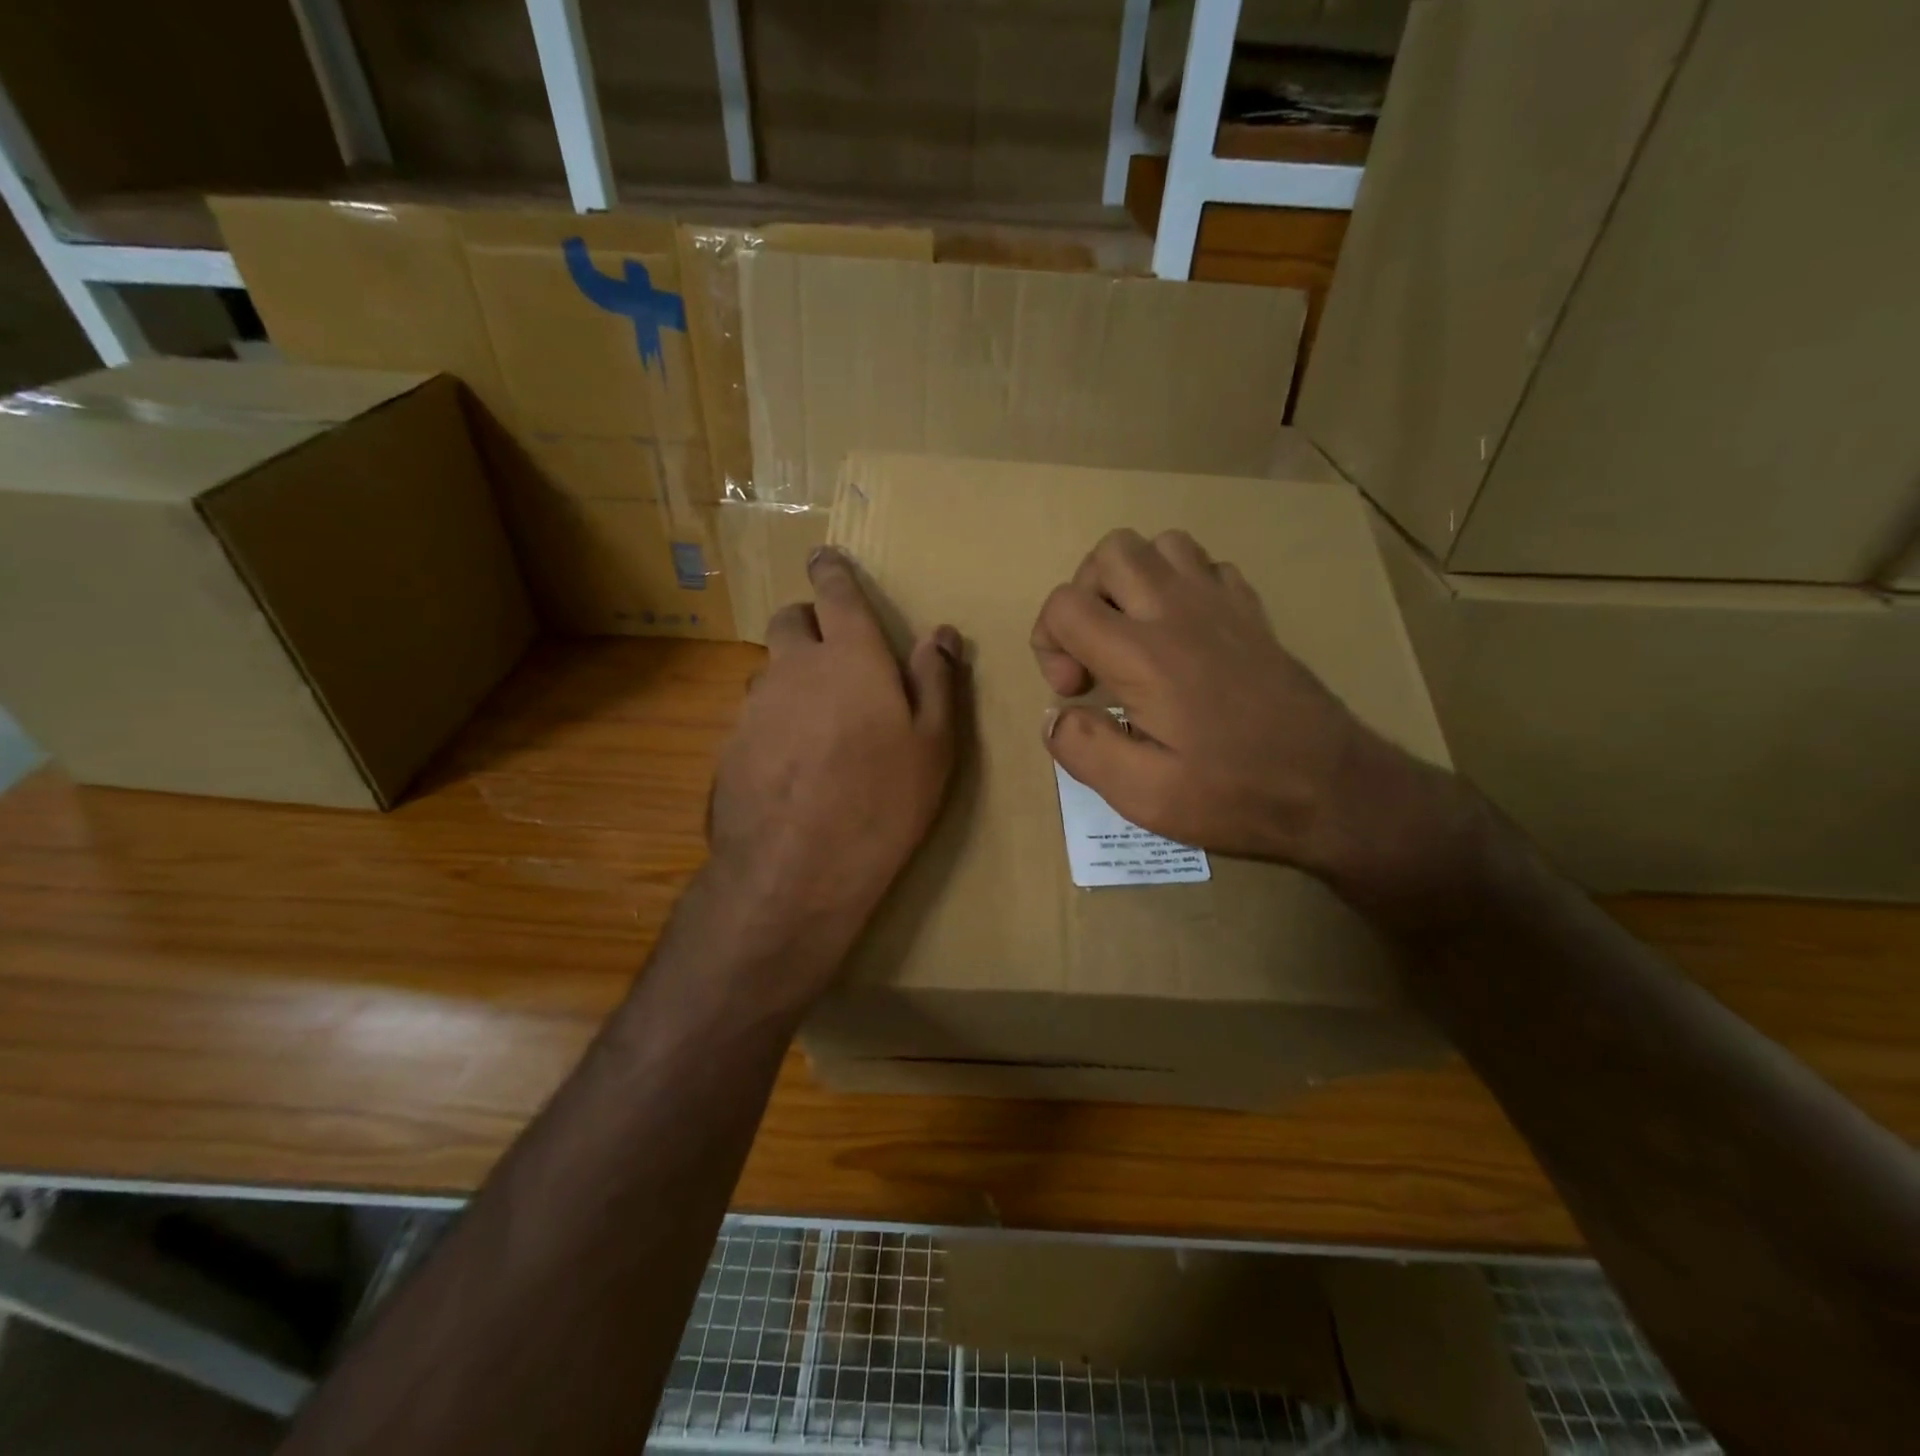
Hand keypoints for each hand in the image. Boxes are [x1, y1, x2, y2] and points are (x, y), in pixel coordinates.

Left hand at [703, 548, 960, 986]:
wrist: (795, 871)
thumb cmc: (882, 802)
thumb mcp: (933, 745)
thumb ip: (937, 680)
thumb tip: (940, 632)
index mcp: (850, 658)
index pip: (836, 593)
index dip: (832, 571)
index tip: (824, 557)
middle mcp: (795, 667)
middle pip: (790, 620)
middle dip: (807, 619)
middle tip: (831, 649)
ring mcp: (755, 706)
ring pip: (770, 668)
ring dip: (791, 674)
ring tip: (817, 718)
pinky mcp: (730, 745)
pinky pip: (754, 714)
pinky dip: (773, 719)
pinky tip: (792, 761)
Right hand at [1031, 528, 1476, 907]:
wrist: (1333, 788)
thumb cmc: (1235, 794)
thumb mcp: (1143, 795)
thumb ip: (1084, 749)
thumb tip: (1054, 718)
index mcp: (1143, 656)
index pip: (1065, 604)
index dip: (1049, 643)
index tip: (1075, 691)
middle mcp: (1178, 613)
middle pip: (1111, 552)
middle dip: (1084, 595)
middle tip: (1096, 652)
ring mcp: (1222, 604)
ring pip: (1161, 545)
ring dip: (1132, 582)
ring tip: (1134, 633)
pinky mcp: (1253, 613)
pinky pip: (1207, 566)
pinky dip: (1180, 586)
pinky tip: (1184, 634)